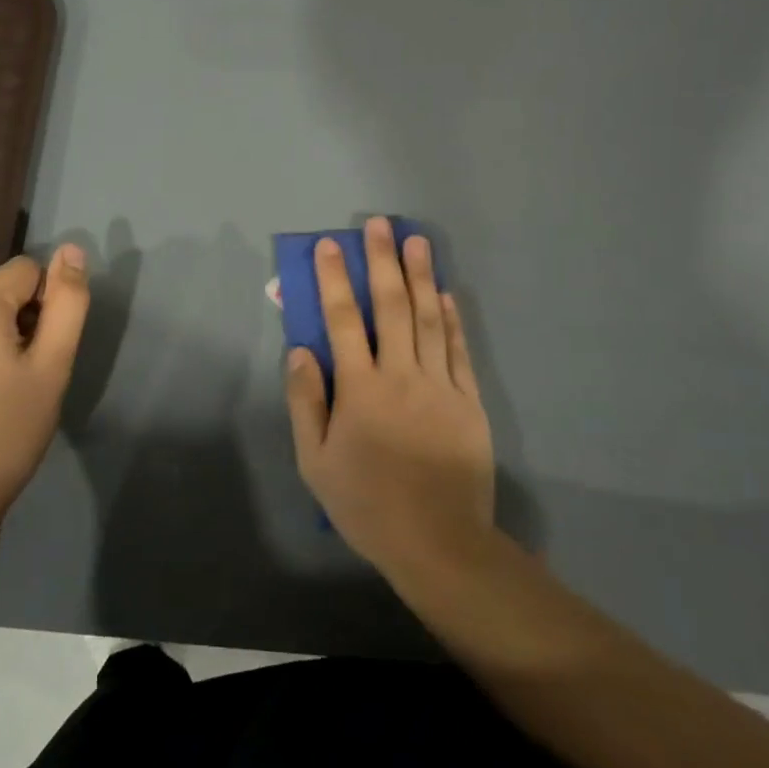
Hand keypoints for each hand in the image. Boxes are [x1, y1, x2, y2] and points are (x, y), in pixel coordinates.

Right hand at [285, 218, 495, 578]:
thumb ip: (306, 402)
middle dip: (383, 262)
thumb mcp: (315, 461)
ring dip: (420, 276)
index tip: (330, 246)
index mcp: (360, 390)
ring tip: (415, 241)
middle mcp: (401, 376)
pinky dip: (451, 318)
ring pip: (428, 319)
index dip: (335, 280)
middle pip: (391, 307)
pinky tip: (446, 294)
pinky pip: (458, 349)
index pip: (343, 321)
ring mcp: (440, 385)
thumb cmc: (366, 504)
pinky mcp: (468, 400)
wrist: (438, 543)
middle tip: (379, 224)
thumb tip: (301, 350)